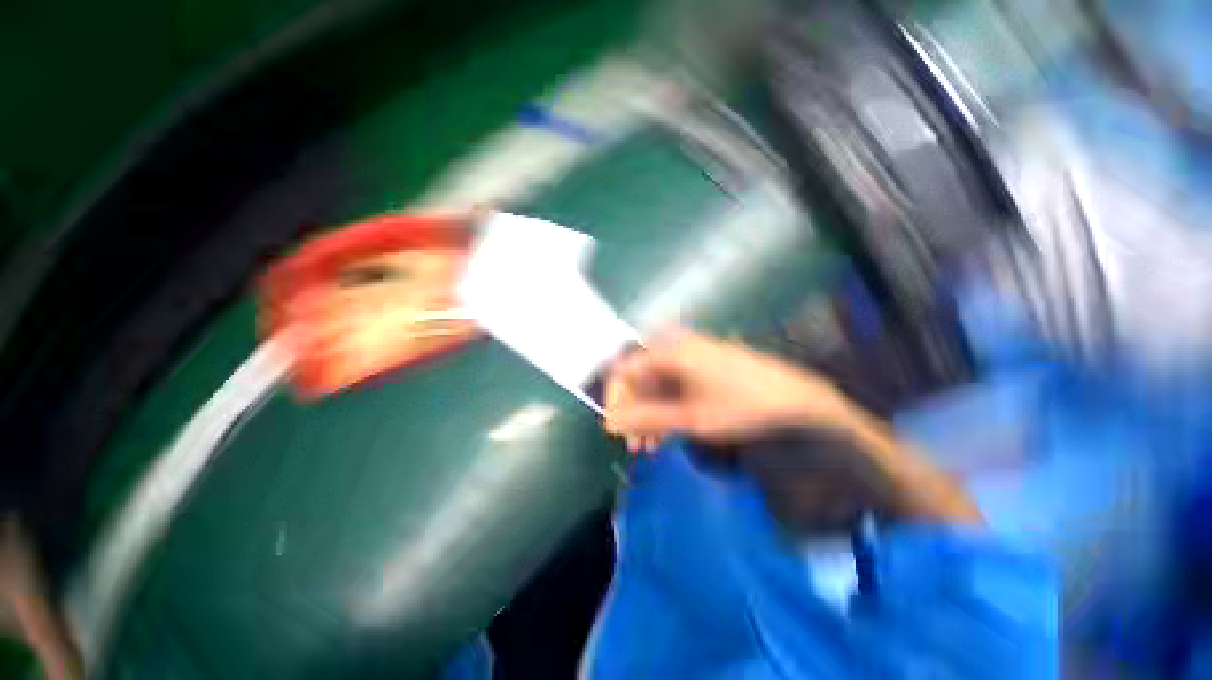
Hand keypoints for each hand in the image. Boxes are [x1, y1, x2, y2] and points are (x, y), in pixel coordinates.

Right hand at [603, 329, 853, 452]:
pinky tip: (666, 433)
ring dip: (648, 414)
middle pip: (639, 378)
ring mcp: (691, 356)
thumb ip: (646, 418)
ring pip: (655, 384)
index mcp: (671, 351)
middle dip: (633, 412)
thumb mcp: (690, 418)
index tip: (615, 429)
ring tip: (649, 446)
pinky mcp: (703, 367)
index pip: (624, 370)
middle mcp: (677, 347)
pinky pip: (673, 385)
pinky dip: (665, 408)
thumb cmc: (742, 407)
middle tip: (633, 443)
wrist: (799, 402)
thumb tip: (609, 423)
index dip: (615, 400)